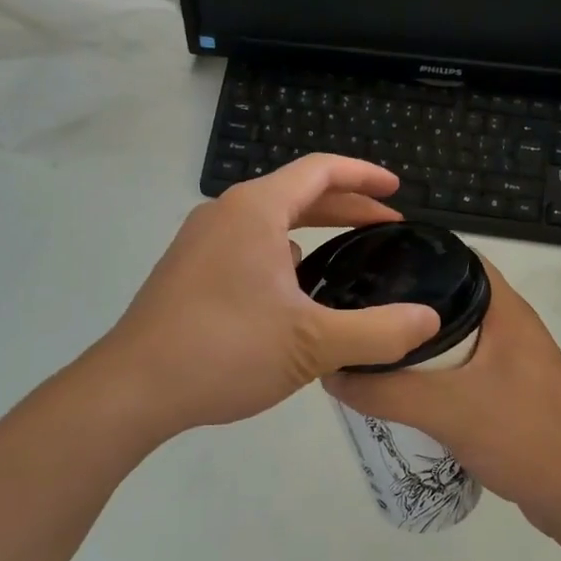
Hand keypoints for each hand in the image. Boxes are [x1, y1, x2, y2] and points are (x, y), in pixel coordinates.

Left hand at [93, 156, 440, 441]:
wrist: (131, 389)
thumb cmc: (225, 350)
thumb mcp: (313, 344)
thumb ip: (378, 332)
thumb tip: (429, 321)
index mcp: (255, 210)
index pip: (320, 170)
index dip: (364, 176)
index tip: (399, 190)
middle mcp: (225, 213)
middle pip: (296, 192)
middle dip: (346, 205)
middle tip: (387, 224)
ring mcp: (200, 241)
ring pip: (269, 220)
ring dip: (312, 229)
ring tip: (347, 254)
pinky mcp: (188, 270)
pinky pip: (247, 244)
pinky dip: (282, 252)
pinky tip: (295, 290)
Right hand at [325, 261, 560, 530]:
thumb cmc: (521, 435)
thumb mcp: (446, 410)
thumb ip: (386, 391)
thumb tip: (332, 373)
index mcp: (505, 309)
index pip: (456, 258)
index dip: (414, 256)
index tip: (368, 266)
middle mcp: (512, 324)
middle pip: (450, 296)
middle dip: (406, 303)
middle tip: (359, 310)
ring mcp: (515, 358)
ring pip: (457, 334)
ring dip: (420, 340)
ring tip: (372, 345)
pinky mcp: (511, 389)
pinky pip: (464, 365)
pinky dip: (436, 369)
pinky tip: (405, 386)